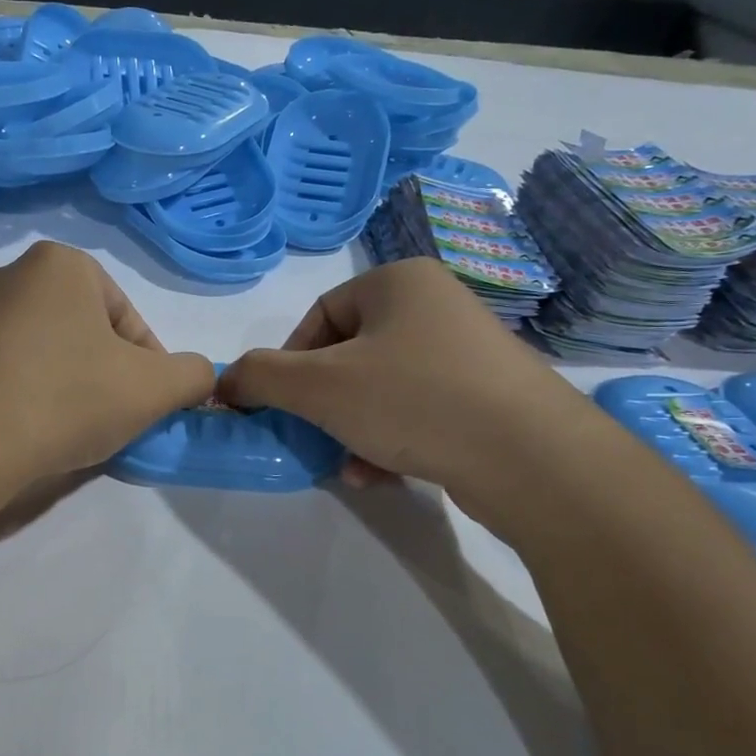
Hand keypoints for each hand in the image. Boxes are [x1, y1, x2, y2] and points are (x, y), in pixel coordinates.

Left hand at [0, 242, 216, 495]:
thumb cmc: (64, 400)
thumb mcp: (152, 389)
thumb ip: (191, 374)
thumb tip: (198, 376)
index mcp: (60, 265)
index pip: (125, 319)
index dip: (147, 368)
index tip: (145, 409)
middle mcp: (6, 276)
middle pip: (78, 334)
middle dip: (99, 376)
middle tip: (106, 423)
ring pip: (34, 354)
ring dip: (57, 387)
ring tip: (59, 434)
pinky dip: (12, 399)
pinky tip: (15, 435)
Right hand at [217, 259, 603, 538]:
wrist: (531, 458)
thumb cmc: (413, 401)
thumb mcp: (318, 387)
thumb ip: (259, 377)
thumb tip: (224, 384)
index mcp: (399, 281)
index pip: (320, 316)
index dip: (289, 363)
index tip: (282, 405)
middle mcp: (436, 304)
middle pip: (350, 354)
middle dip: (323, 404)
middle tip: (313, 437)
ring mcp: (468, 351)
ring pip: (382, 387)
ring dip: (352, 427)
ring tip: (348, 464)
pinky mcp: (488, 395)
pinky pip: (418, 409)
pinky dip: (391, 439)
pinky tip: (382, 474)